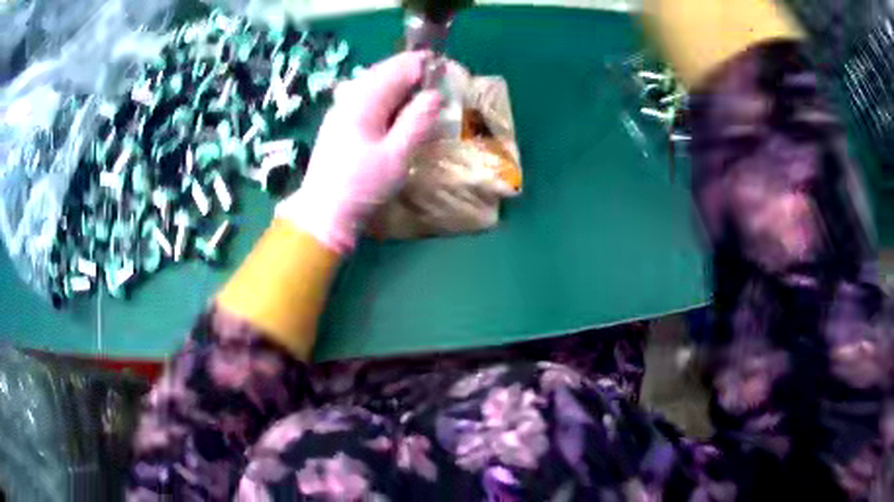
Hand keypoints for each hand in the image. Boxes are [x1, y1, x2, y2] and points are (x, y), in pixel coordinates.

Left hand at [276, 51, 441, 253]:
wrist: (324, 213)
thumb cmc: (362, 186)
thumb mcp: (396, 157)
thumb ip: (417, 122)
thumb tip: (435, 94)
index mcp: (363, 101)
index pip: (397, 68)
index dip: (423, 65)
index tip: (446, 71)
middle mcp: (349, 97)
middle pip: (384, 71)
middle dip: (412, 72)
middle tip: (438, 82)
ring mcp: (341, 109)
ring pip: (375, 84)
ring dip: (400, 84)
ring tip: (422, 94)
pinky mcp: (340, 122)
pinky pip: (368, 97)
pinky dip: (387, 97)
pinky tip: (397, 111)